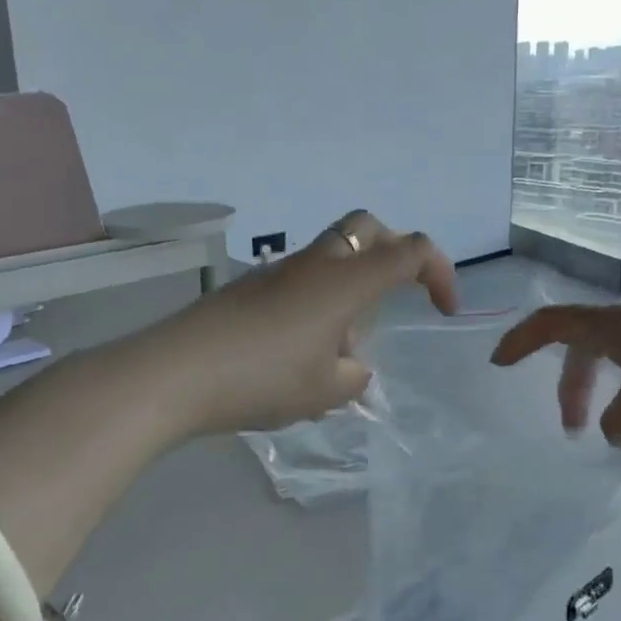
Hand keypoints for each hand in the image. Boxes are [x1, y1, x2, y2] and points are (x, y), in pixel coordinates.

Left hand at [150, 211, 458, 436]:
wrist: (176, 372)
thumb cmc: (263, 378)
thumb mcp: (326, 391)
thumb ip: (354, 376)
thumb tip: (351, 365)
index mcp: (345, 280)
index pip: (410, 250)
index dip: (440, 272)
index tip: (443, 310)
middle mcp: (314, 263)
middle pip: (366, 228)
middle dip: (394, 252)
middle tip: (398, 294)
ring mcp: (276, 272)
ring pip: (330, 255)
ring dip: (349, 287)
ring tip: (339, 350)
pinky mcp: (248, 288)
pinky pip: (299, 281)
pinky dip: (316, 302)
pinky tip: (298, 354)